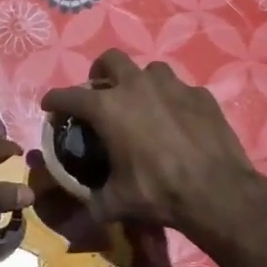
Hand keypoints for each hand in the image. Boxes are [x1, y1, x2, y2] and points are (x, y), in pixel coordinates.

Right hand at [41, 51, 266, 234]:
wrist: (216, 191)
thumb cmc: (158, 192)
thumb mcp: (117, 202)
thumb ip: (96, 200)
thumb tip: (90, 206)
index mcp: (108, 108)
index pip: (70, 96)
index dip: (55, 100)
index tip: (49, 105)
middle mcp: (137, 86)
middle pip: (111, 60)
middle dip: (101, 72)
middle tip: (102, 93)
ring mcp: (173, 86)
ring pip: (150, 70)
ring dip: (141, 83)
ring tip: (143, 104)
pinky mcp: (201, 95)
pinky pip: (181, 90)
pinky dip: (173, 101)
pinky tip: (178, 121)